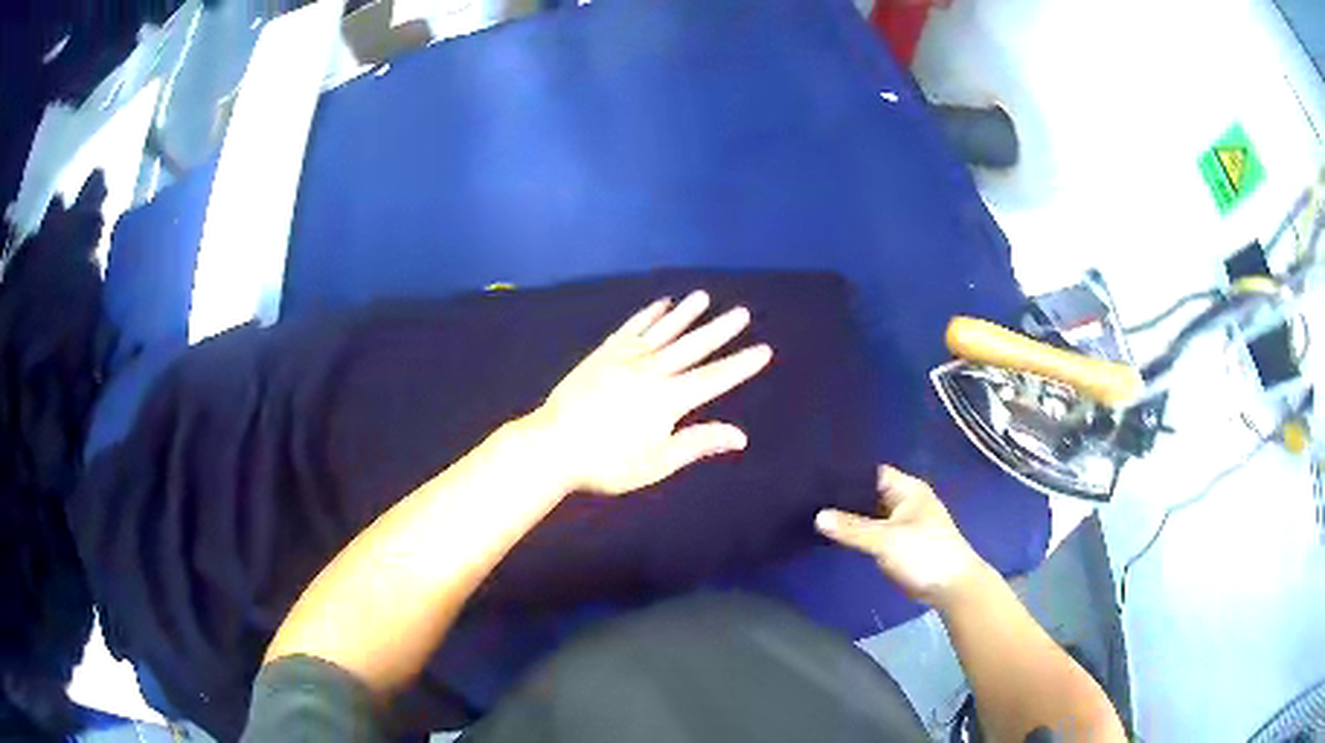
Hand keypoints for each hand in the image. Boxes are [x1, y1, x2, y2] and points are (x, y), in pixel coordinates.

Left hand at [524, 291, 773, 495]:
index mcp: (668, 399)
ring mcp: (625, 358)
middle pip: (692, 347)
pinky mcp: (604, 353)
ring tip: (704, 297)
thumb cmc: (607, 463)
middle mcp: (652, 371)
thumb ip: (697, 443)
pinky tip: (661, 304)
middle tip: (741, 312)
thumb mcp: (657, 462)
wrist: (553, 446)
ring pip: (663, 331)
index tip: (763, 350)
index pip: (714, 378)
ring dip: (686, 314)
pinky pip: (632, 328)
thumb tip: (740, 436)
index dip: (740, 365)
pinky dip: (648, 315)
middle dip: (719, 330)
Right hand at [815, 466, 990, 609]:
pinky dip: (857, 533)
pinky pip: (872, 532)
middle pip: (868, 493)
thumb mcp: (887, 540)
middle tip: (807, 495)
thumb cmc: (925, 553)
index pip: (871, 472)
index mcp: (907, 489)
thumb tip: (818, 516)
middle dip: (843, 496)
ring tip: (812, 511)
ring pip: (869, 514)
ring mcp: (902, 523)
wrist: (951, 587)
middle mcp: (904, 501)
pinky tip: (833, 534)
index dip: (846, 472)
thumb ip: (853, 528)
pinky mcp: (898, 543)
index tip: (815, 473)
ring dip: (849, 516)